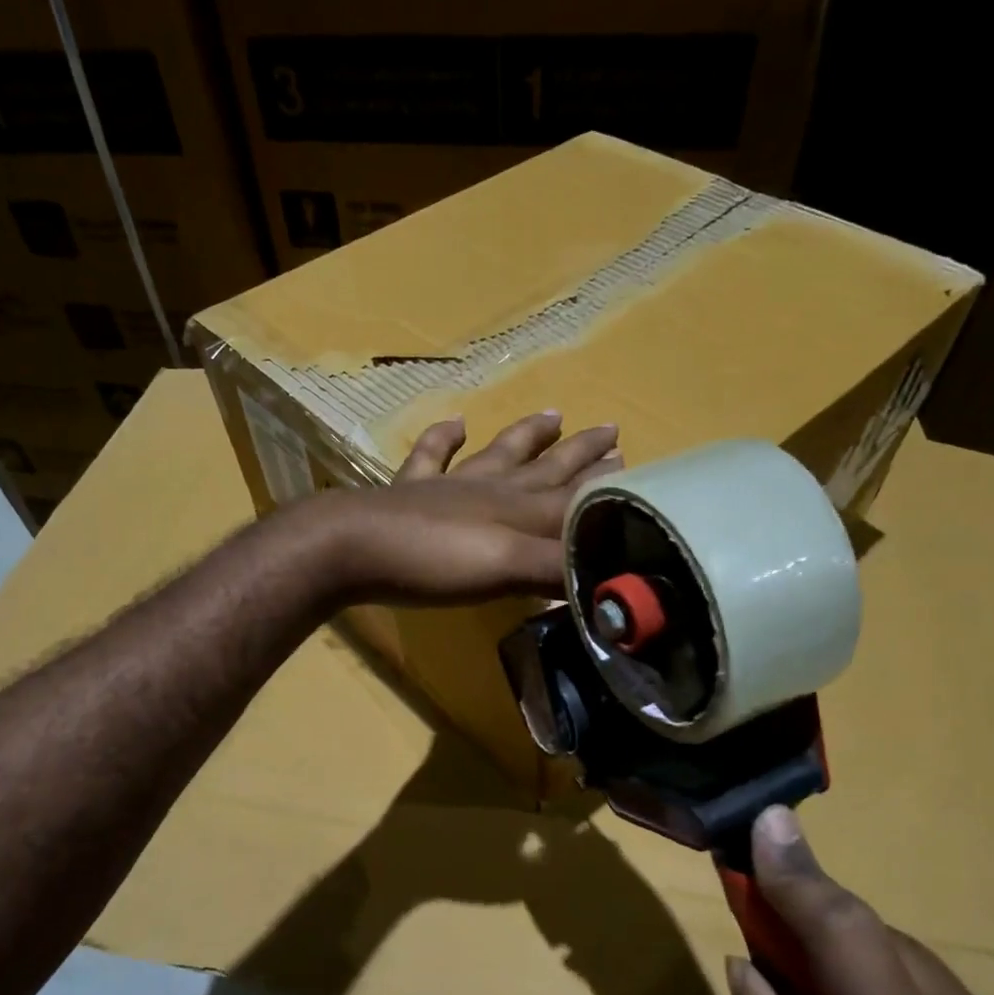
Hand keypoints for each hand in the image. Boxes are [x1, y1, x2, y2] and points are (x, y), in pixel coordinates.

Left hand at [314, 411, 621, 605]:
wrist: (352, 547)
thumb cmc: (435, 561)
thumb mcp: (508, 570)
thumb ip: (559, 571)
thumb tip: (616, 581)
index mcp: (520, 509)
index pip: (576, 497)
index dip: (609, 489)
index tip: (641, 472)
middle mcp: (492, 489)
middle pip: (546, 468)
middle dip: (581, 454)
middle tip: (612, 431)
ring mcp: (449, 486)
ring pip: (499, 454)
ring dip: (526, 435)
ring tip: (553, 413)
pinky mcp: (409, 491)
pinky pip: (430, 456)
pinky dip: (443, 438)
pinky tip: (454, 421)